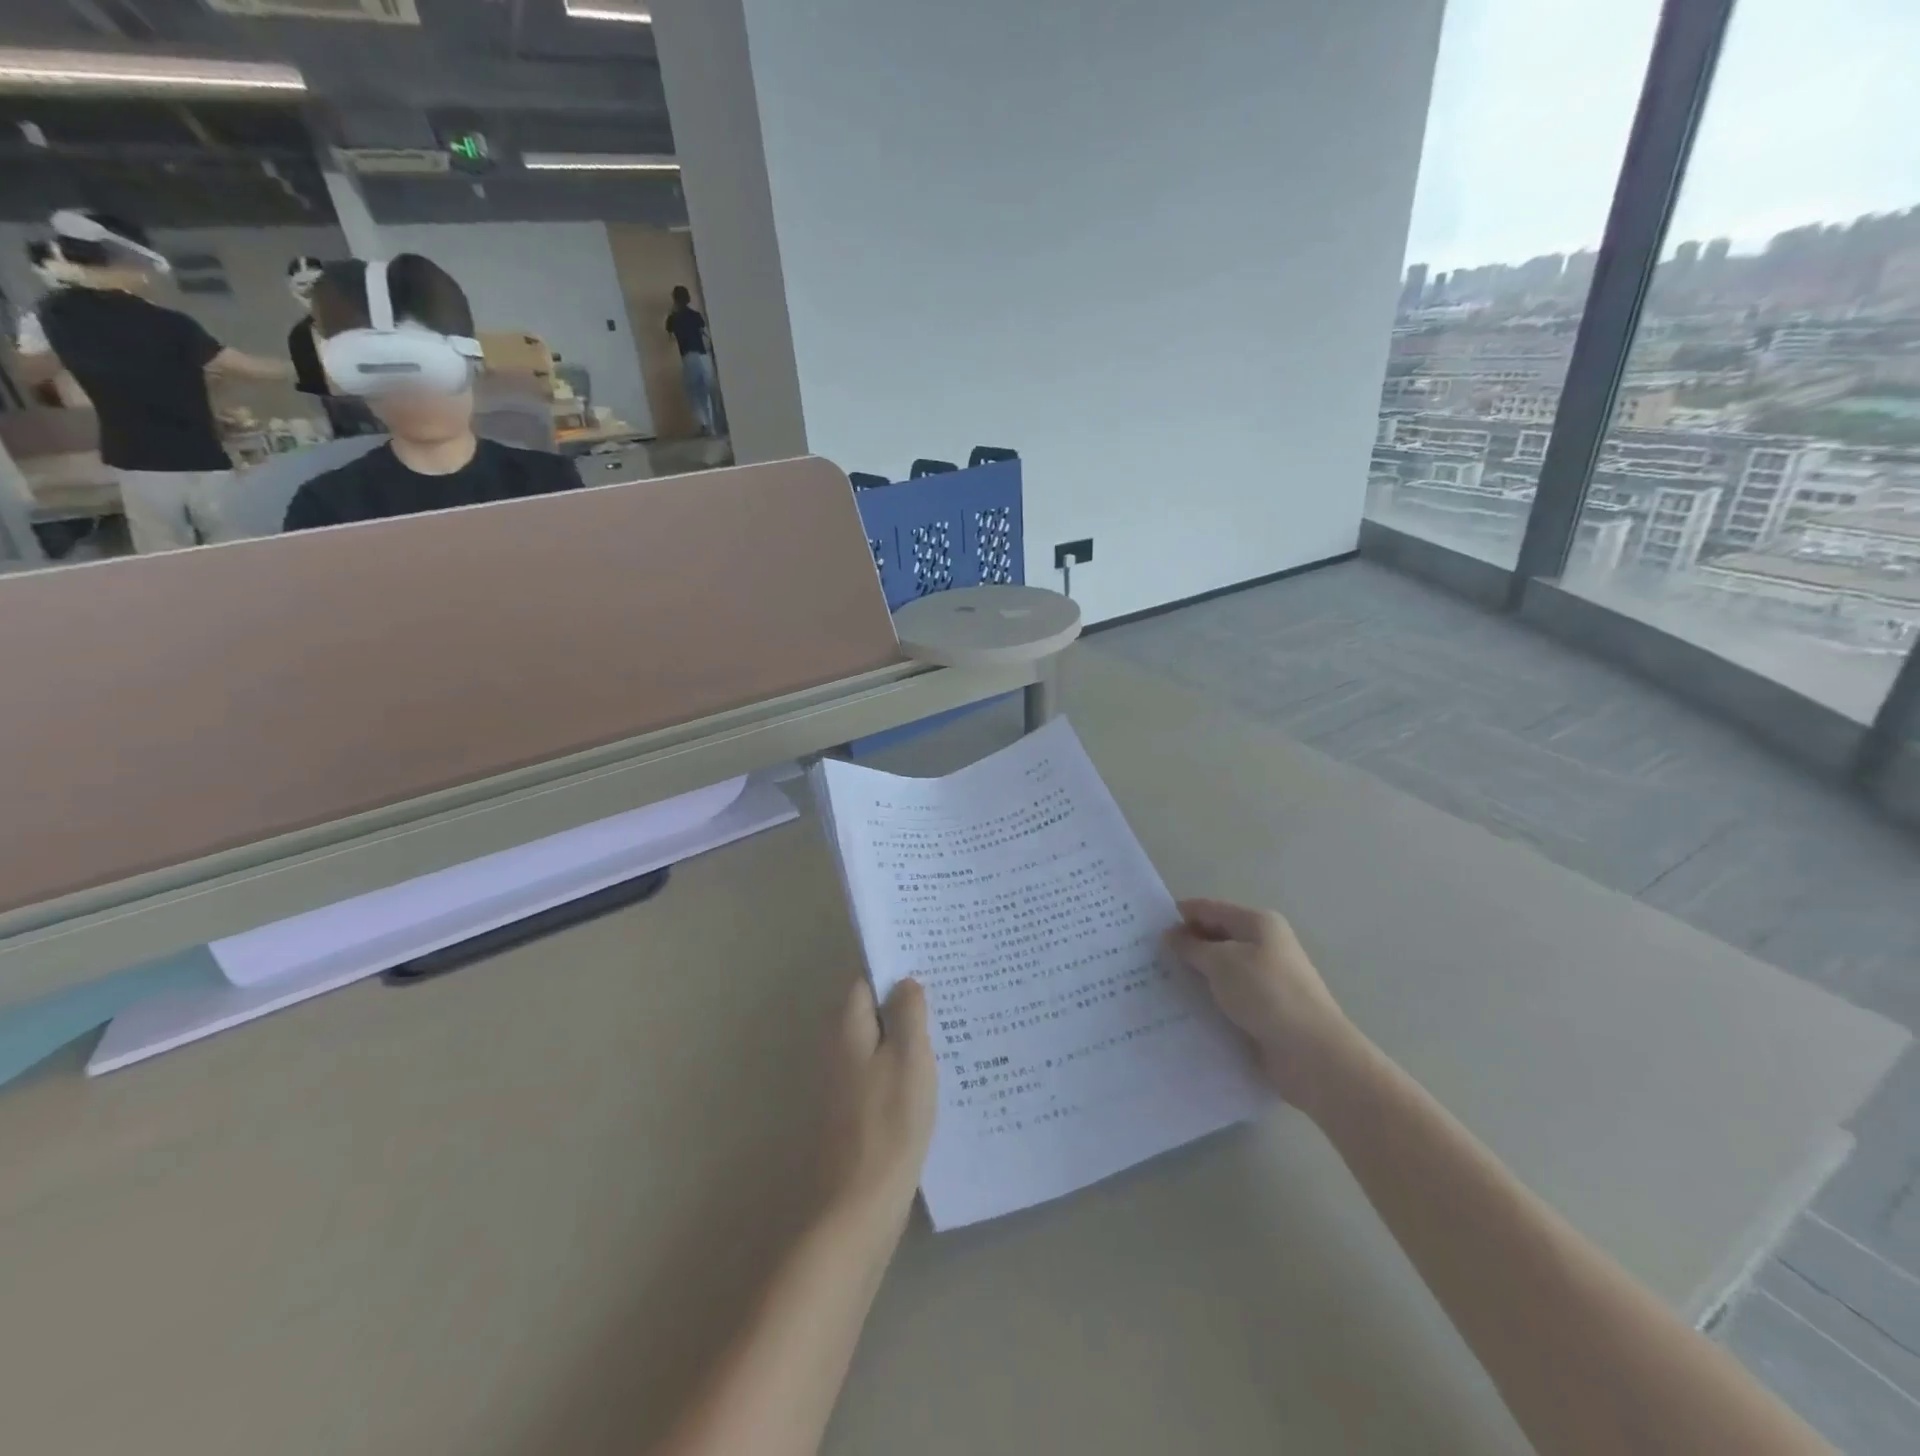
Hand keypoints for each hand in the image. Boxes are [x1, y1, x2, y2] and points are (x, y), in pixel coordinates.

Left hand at [822, 977, 936, 1235]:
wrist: (858, 1205)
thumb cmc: (888, 1123)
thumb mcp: (908, 1058)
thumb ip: (907, 1014)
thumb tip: (905, 981)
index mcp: (848, 1028)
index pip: (866, 980)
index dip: (895, 969)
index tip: (930, 961)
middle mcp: (840, 1049)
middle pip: (874, 1011)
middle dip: (906, 1001)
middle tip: (950, 992)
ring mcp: (847, 1083)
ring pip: (882, 1043)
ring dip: (909, 1035)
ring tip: (952, 1026)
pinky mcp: (858, 1112)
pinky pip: (884, 1072)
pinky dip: (906, 1066)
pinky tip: (937, 1073)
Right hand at [1165, 899, 1357, 1112]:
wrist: (1313, 1055)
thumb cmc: (1267, 995)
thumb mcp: (1222, 962)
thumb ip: (1192, 946)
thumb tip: (1171, 935)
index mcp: (1258, 924)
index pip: (1209, 909)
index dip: (1179, 915)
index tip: (1144, 929)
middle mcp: (1264, 946)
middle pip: (1215, 938)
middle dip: (1184, 947)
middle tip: (1146, 959)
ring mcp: (1266, 980)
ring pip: (1220, 970)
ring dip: (1194, 976)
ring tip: (1157, 986)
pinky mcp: (1264, 1011)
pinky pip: (1228, 998)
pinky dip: (1208, 1000)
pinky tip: (1183, 1011)